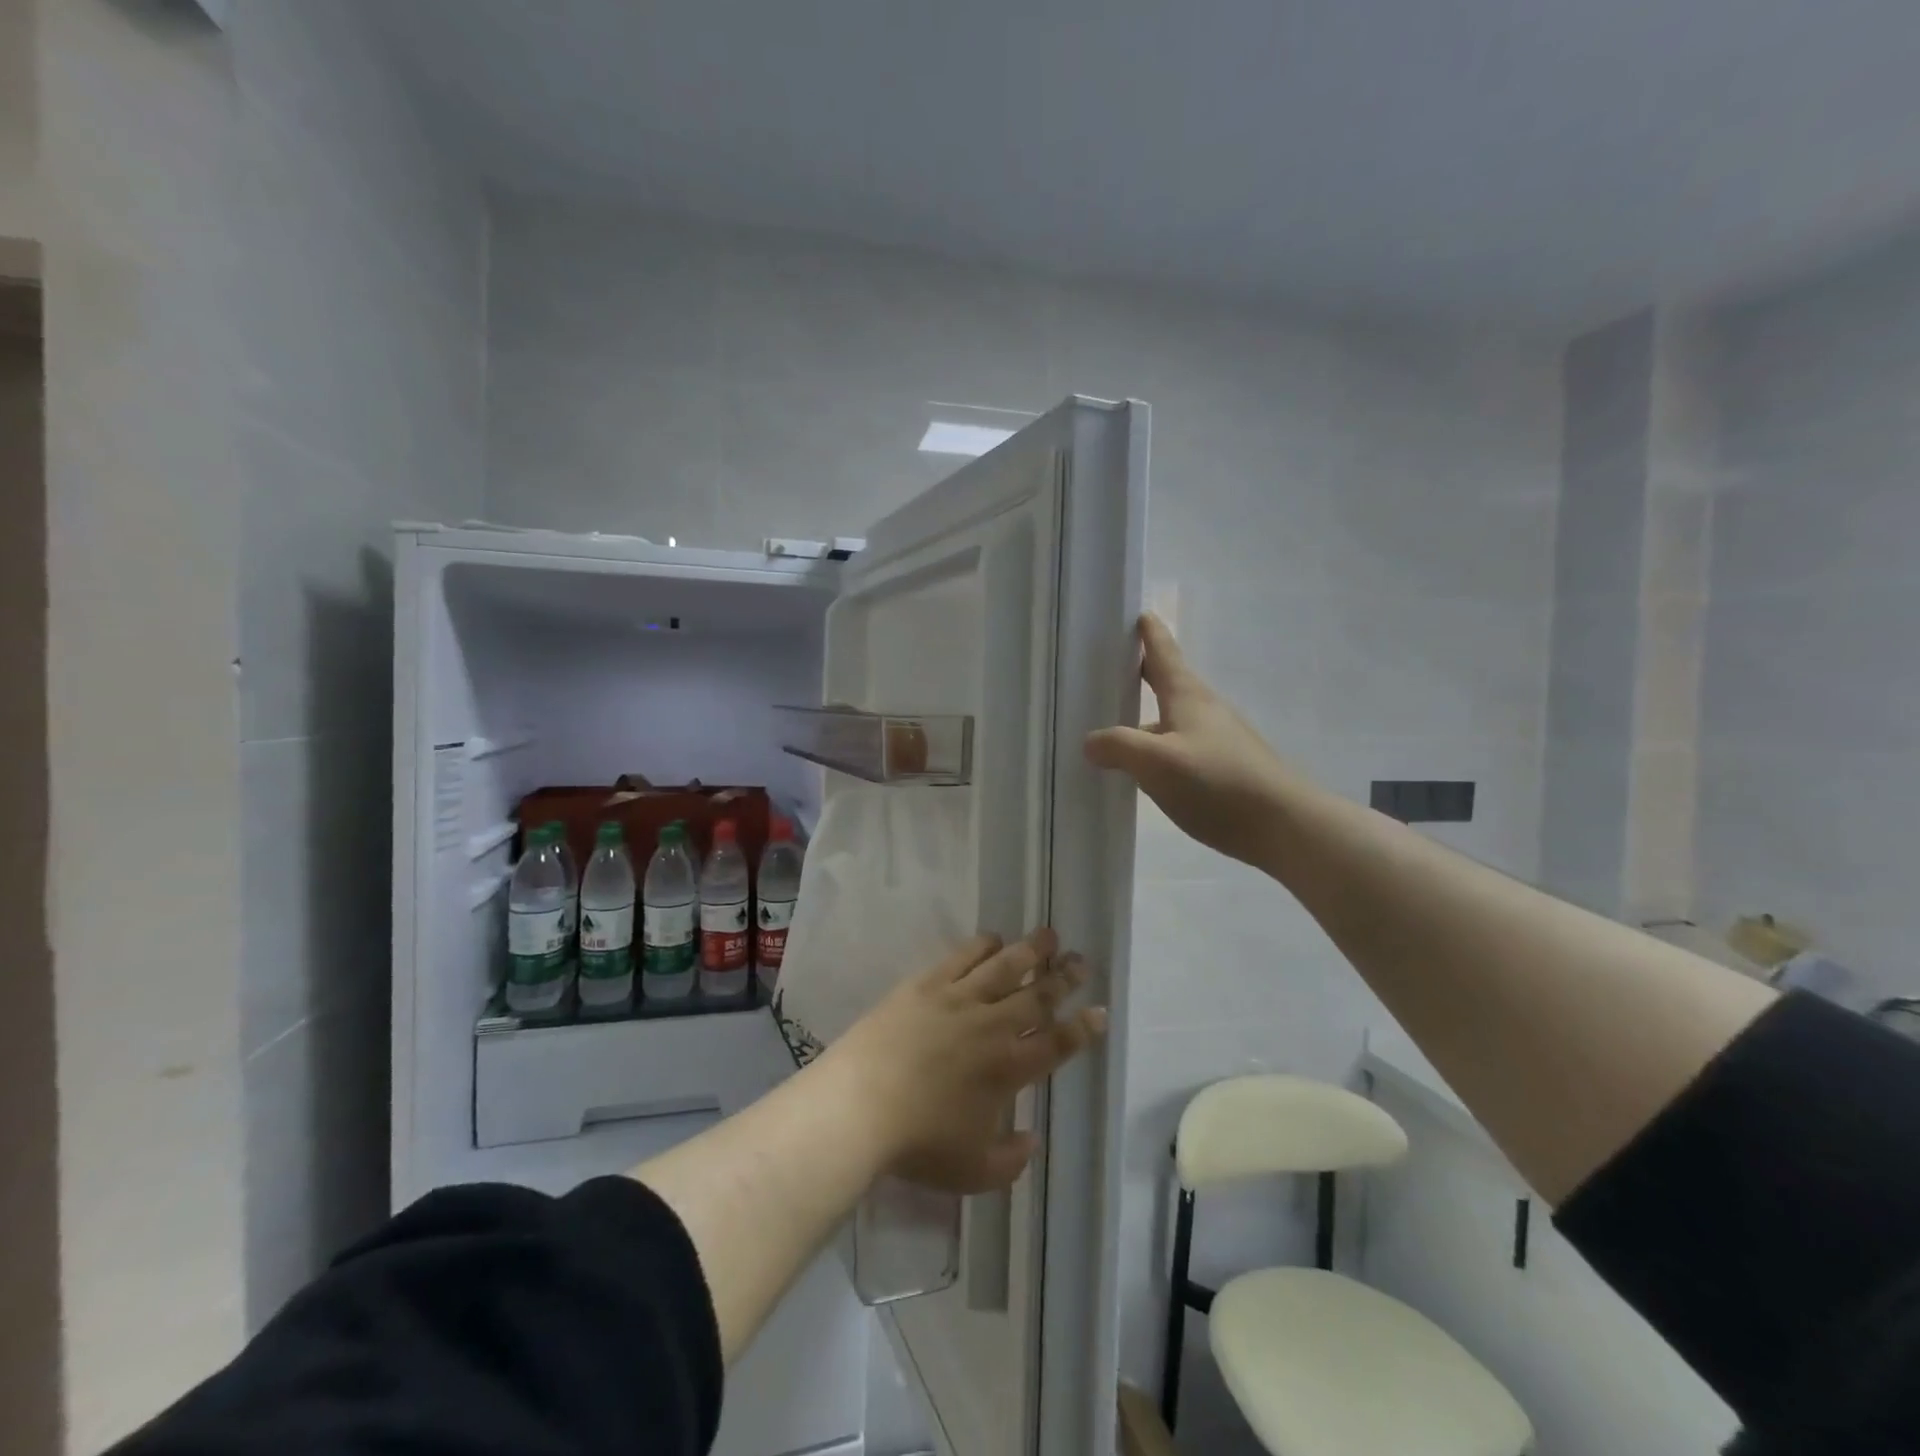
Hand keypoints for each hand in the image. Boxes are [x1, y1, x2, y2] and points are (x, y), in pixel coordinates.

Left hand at [816, 930, 1105, 1193]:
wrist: (862, 1104)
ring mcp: (959, 999)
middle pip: (1037, 995)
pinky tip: (994, 939)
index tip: (1100, 1011)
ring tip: (1048, 937)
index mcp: (1009, 1069)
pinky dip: (983, 945)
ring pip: (1005, 967)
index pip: (1057, 1043)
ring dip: (1031, 950)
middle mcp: (993, 1026)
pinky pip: (963, 956)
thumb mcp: (973, 1172)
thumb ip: (1010, 1161)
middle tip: (1081, 961)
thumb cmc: (918, 1144)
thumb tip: (1030, 1140)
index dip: (1083, 1028)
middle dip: (1064, 978)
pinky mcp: (927, 984)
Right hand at [1084, 613, 1298, 868]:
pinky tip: (1145, 773)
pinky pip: (1181, 749)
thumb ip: (1118, 747)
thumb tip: (1091, 741)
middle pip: (1168, 684)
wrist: (1283, 826)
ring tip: (1115, 730)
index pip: (1164, 653)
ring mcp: (1218, 741)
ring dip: (1146, 719)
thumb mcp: (1156, 762)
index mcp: (1188, 697)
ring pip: (1172, 721)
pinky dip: (1158, 750)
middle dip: (1142, 674)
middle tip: (1111, 669)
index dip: (1150, 633)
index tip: (1139, 613)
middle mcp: (1204, 711)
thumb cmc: (1217, 782)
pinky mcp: (1224, 770)